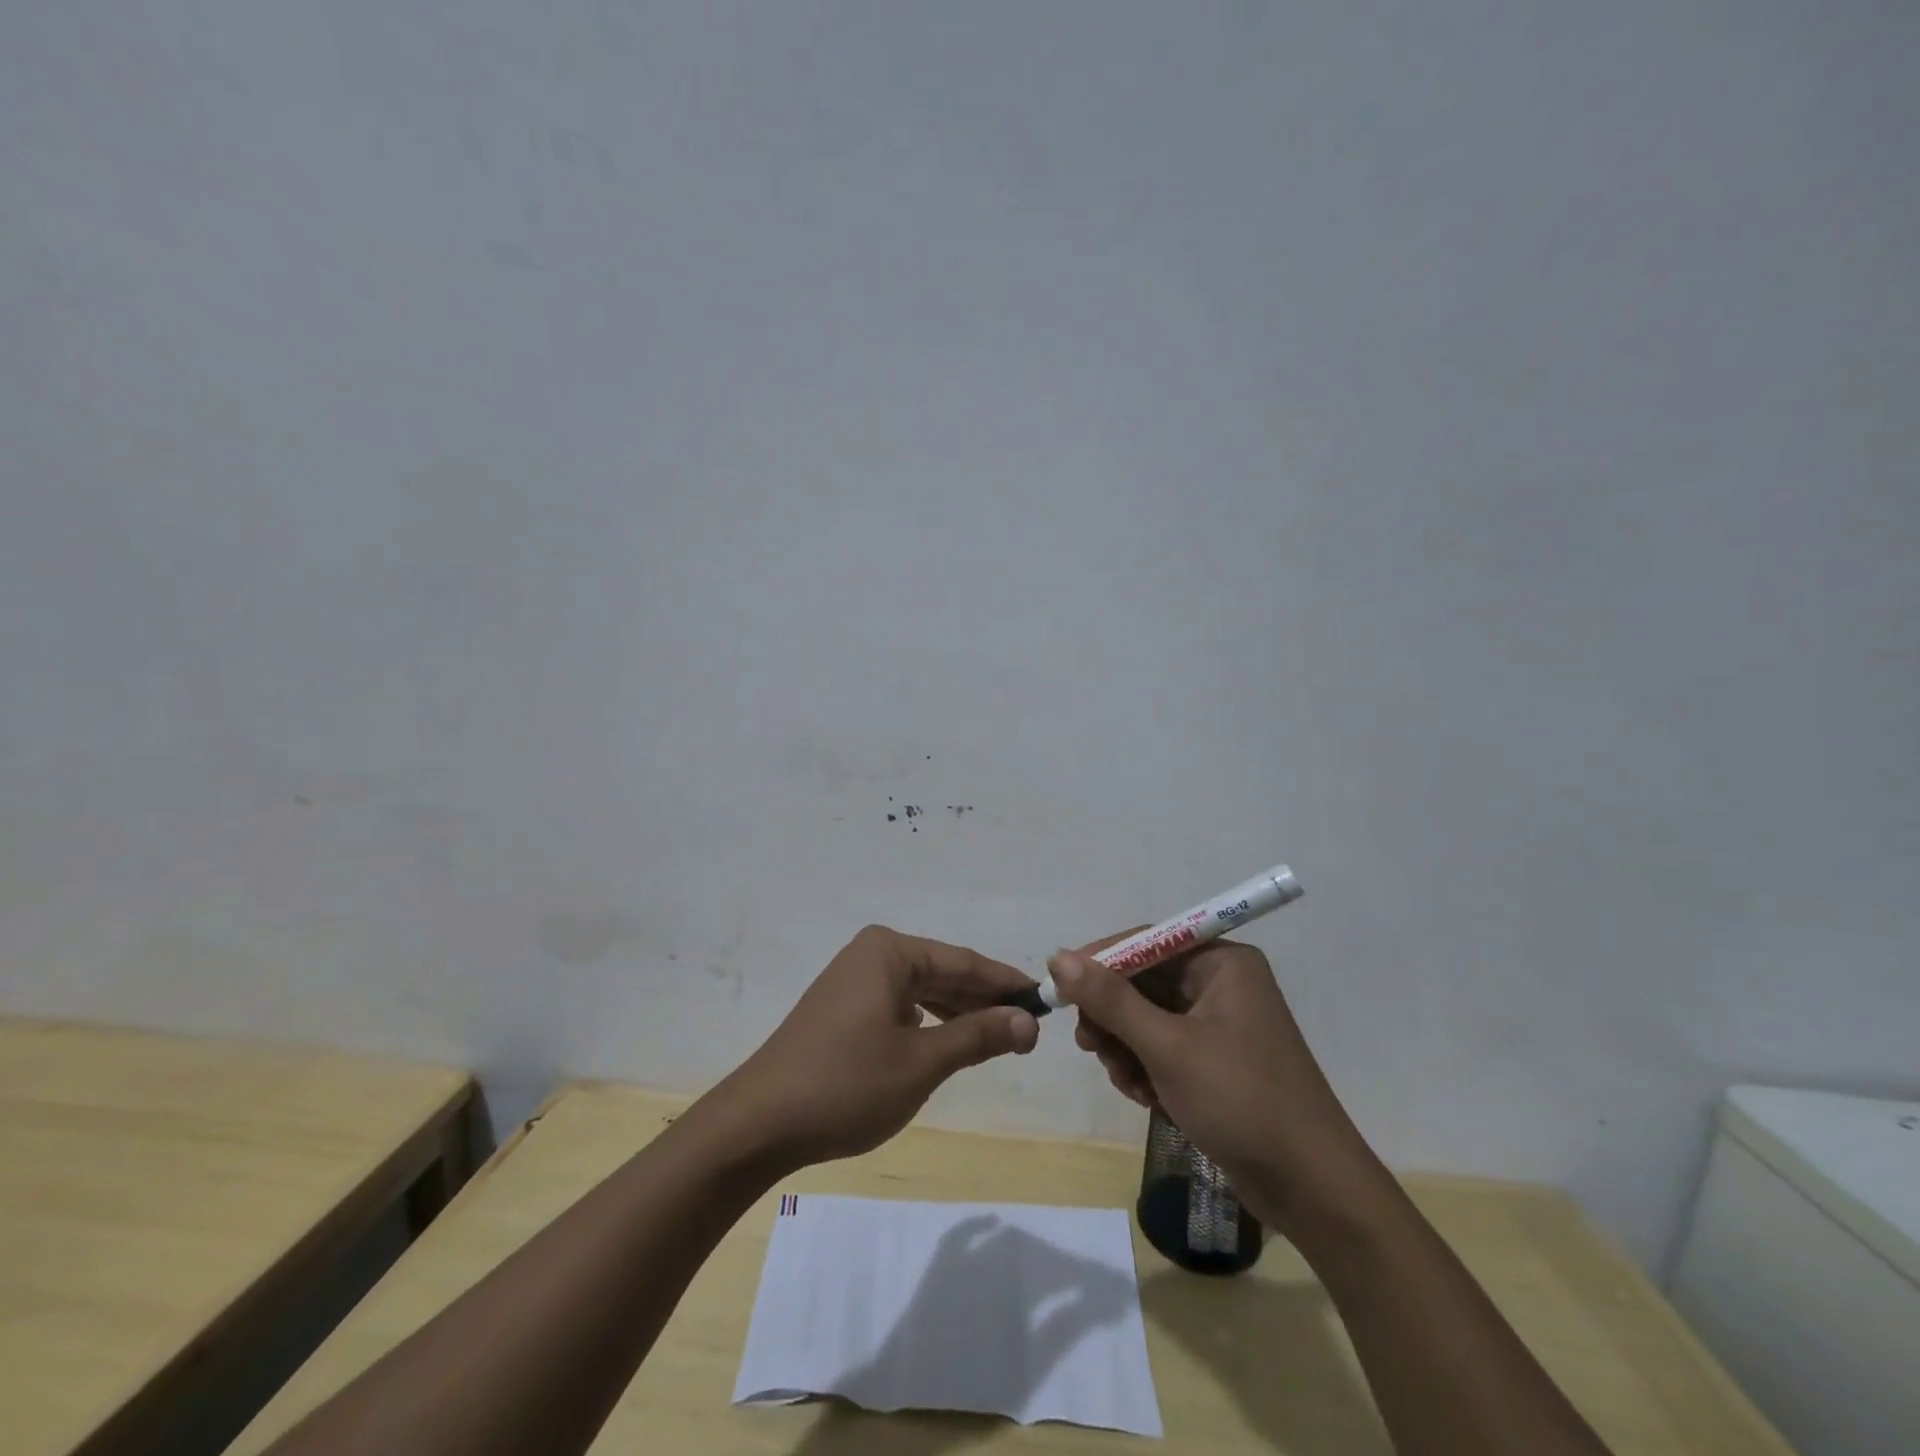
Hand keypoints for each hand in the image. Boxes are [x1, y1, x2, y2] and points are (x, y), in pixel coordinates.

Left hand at [709, 926, 1039, 1169]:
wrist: (759, 1123)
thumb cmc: (846, 1084)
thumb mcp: (921, 1062)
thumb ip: (977, 1036)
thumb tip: (1027, 1022)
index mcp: (890, 952)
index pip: (963, 961)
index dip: (1006, 983)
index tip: (1045, 1001)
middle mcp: (871, 955)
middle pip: (943, 973)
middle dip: (984, 1001)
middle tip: (1028, 1029)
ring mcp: (853, 981)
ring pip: (922, 991)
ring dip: (958, 1014)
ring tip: (998, 1038)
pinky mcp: (842, 1009)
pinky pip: (899, 1006)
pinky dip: (928, 1023)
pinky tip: (947, 1042)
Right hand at [1050, 939, 1378, 1229]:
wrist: (1312, 1189)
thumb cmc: (1242, 1101)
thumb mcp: (1168, 1047)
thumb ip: (1111, 1000)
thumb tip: (1059, 957)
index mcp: (1221, 963)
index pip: (1145, 942)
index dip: (1099, 962)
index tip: (1058, 988)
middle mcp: (1220, 983)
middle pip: (1142, 982)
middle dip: (1113, 1017)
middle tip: (1090, 1046)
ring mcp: (1218, 1024)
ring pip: (1146, 1018)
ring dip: (1126, 1048)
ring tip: (1125, 1081)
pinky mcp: (1215, 1061)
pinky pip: (1162, 1047)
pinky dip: (1145, 1068)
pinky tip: (1144, 1096)